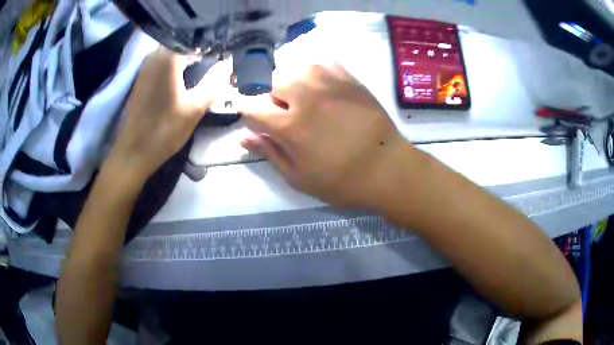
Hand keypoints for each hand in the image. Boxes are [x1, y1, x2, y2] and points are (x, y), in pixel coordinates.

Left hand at [109, 48, 214, 179]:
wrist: (133, 152)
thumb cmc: (163, 130)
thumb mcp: (194, 108)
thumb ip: (213, 83)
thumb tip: (225, 65)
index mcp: (168, 58)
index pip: (195, 40)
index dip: (211, 46)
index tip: (223, 56)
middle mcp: (154, 56)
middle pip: (183, 44)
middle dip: (200, 52)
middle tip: (215, 64)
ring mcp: (145, 67)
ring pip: (172, 53)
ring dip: (188, 59)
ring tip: (203, 71)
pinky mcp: (141, 79)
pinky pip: (163, 63)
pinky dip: (176, 67)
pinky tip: (184, 79)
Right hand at [239, 62, 407, 208]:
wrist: (386, 168)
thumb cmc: (341, 181)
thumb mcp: (299, 177)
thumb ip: (269, 153)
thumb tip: (243, 137)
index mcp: (290, 126)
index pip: (252, 107)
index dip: (245, 109)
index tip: (250, 115)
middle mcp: (306, 98)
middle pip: (273, 80)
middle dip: (272, 95)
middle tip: (285, 111)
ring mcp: (330, 85)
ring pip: (297, 66)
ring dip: (293, 80)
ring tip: (304, 96)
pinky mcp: (350, 80)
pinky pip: (324, 62)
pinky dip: (316, 70)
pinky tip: (322, 85)